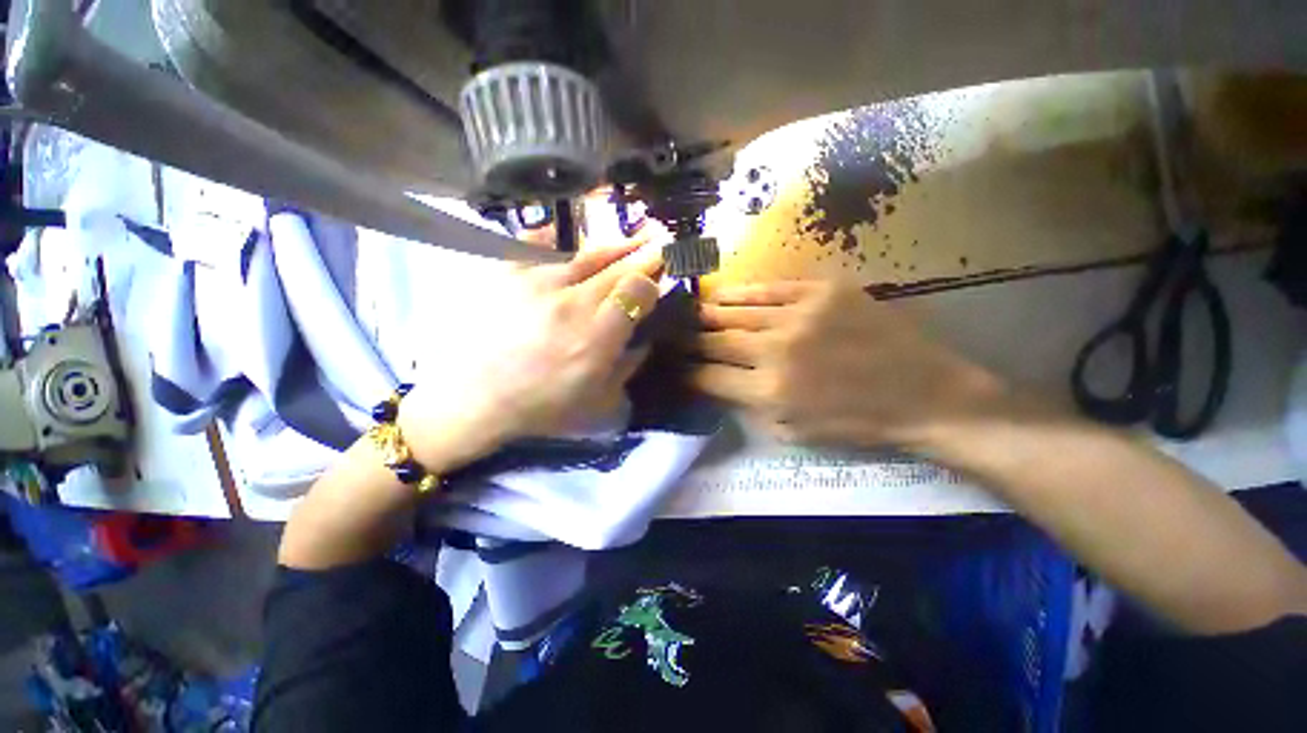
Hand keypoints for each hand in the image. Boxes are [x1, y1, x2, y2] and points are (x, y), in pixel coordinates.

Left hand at [398, 243, 661, 469]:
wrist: (472, 399)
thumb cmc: (540, 407)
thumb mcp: (598, 402)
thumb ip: (628, 367)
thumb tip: (644, 340)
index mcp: (596, 338)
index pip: (636, 290)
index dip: (651, 283)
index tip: (654, 286)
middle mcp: (571, 303)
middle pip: (618, 267)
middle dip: (643, 256)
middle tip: (658, 245)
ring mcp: (536, 282)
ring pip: (586, 252)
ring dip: (614, 246)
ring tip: (630, 240)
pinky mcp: (506, 273)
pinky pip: (539, 243)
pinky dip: (561, 241)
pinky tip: (572, 244)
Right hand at [692, 281, 1001, 448]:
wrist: (925, 394)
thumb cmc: (858, 423)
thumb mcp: (795, 432)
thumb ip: (751, 407)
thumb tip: (720, 384)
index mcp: (769, 392)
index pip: (709, 377)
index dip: (686, 373)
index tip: (673, 368)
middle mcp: (775, 350)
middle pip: (715, 341)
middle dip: (688, 341)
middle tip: (672, 337)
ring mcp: (798, 315)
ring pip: (735, 311)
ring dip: (707, 314)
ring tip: (689, 314)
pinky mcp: (821, 291)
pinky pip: (768, 289)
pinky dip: (740, 294)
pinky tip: (722, 295)